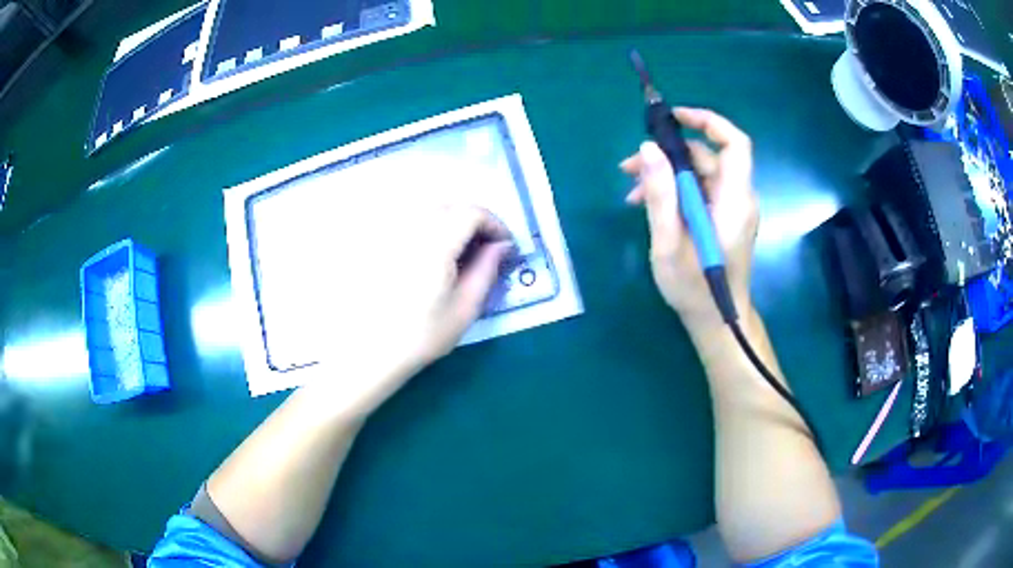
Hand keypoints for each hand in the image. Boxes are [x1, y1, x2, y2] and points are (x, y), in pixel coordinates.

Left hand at [308, 202, 511, 414]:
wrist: (370, 352)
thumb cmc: (421, 336)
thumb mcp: (465, 308)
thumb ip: (488, 269)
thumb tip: (502, 245)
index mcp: (435, 243)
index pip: (472, 213)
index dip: (495, 224)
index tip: (505, 246)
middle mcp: (410, 227)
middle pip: (450, 205)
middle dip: (474, 220)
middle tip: (484, 248)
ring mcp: (389, 231)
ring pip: (427, 208)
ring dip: (450, 220)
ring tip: (458, 250)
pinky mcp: (376, 241)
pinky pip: (406, 219)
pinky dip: (427, 225)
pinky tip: (428, 252)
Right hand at [621, 108, 758, 334]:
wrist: (717, 321)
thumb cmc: (694, 288)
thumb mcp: (668, 242)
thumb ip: (660, 194)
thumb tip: (648, 148)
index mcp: (734, 200)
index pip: (734, 144)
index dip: (708, 122)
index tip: (674, 118)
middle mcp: (739, 198)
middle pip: (708, 157)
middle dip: (668, 155)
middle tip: (628, 168)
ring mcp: (732, 208)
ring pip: (700, 174)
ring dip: (666, 174)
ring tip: (631, 191)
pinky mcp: (724, 218)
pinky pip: (700, 191)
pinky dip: (675, 190)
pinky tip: (648, 204)